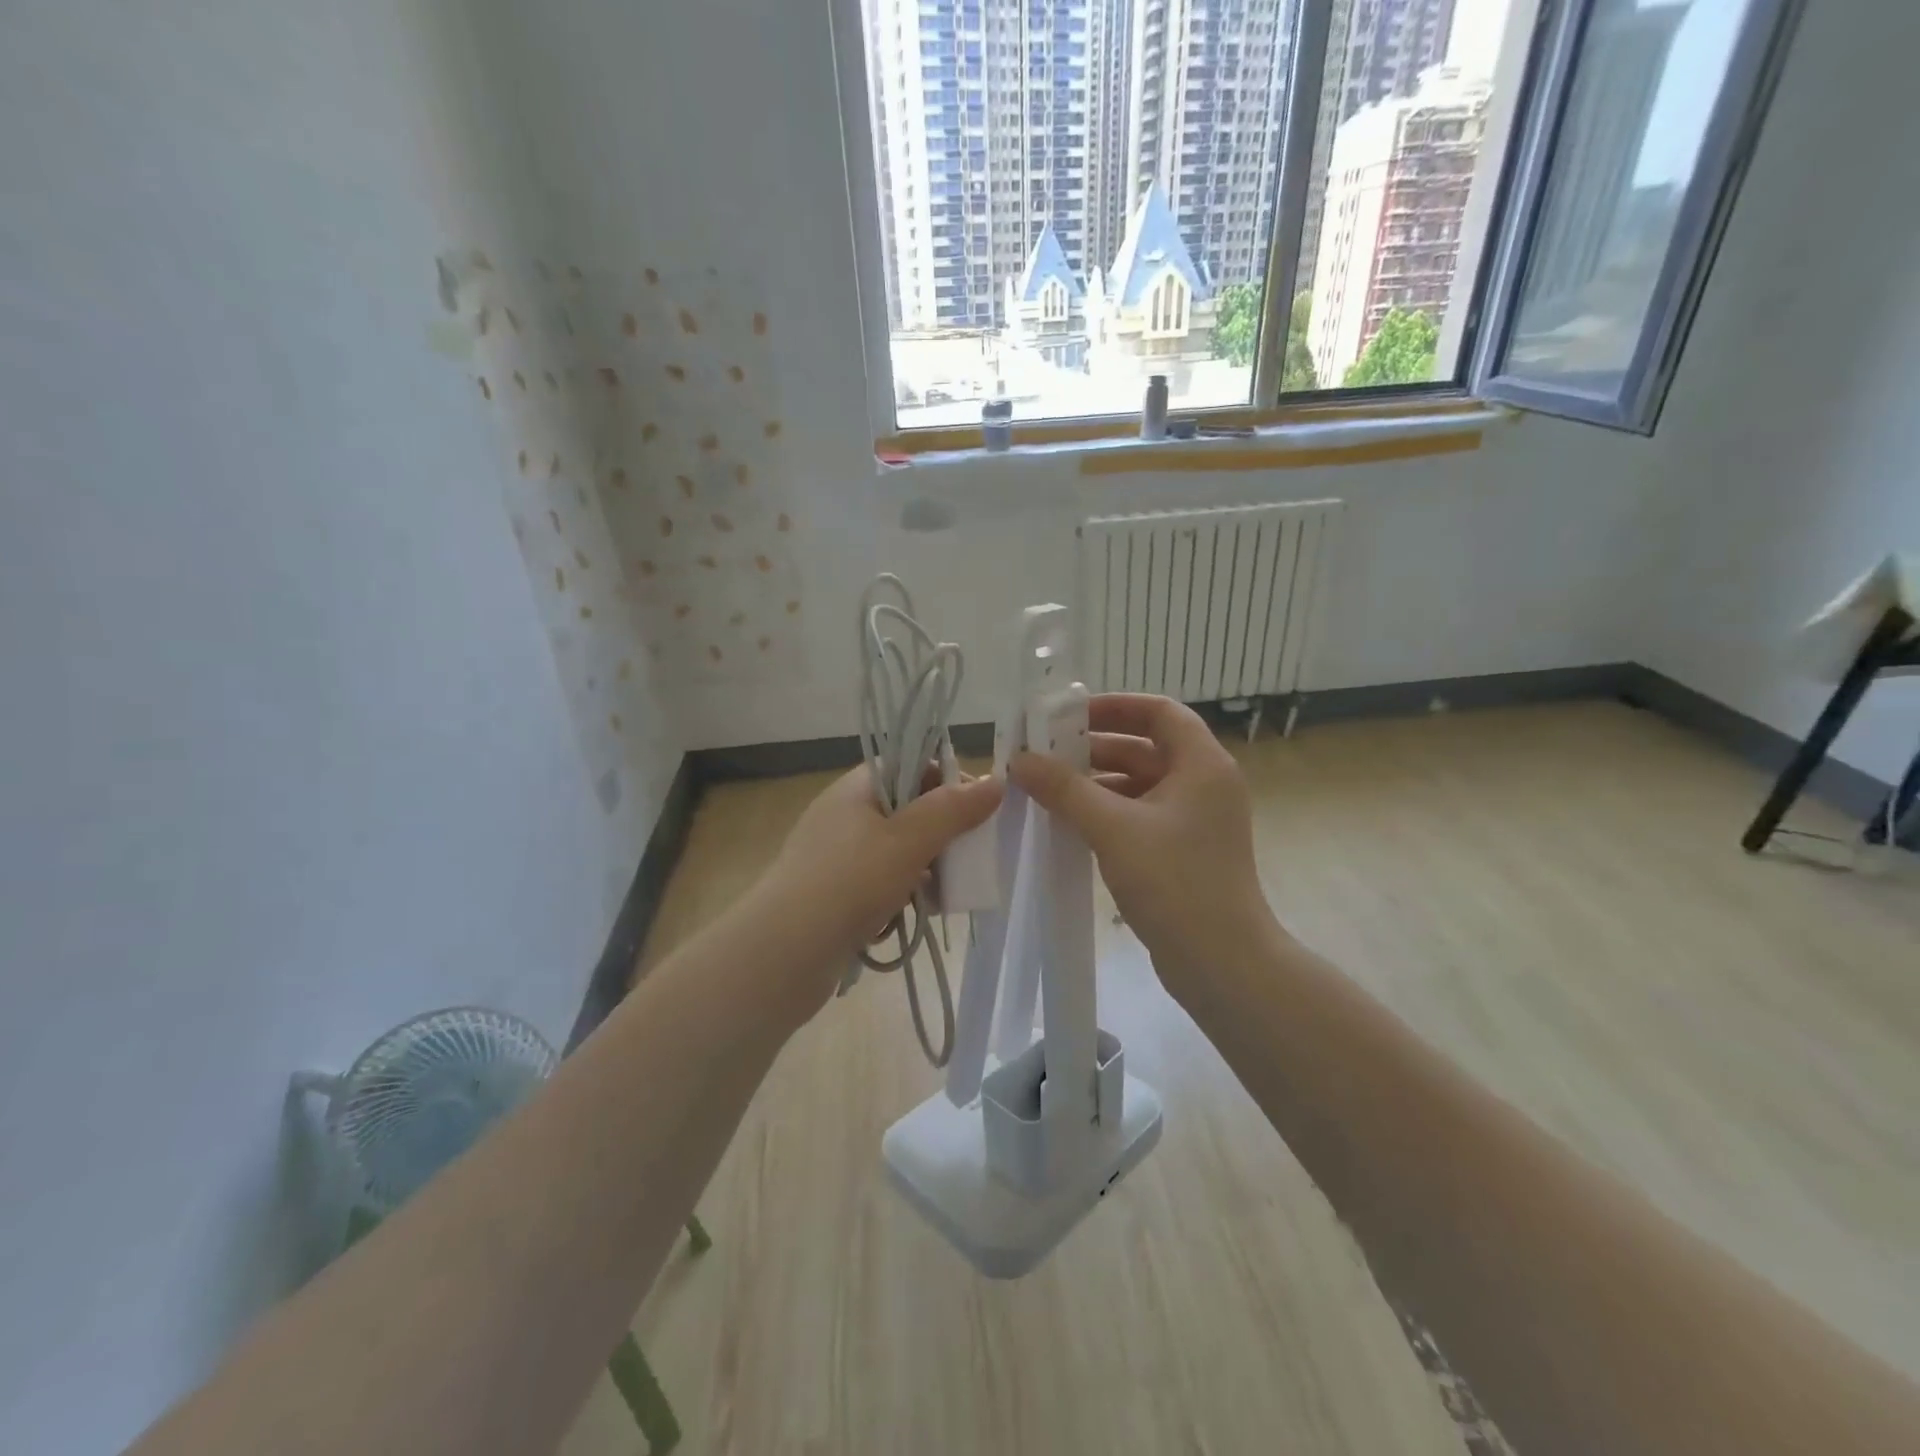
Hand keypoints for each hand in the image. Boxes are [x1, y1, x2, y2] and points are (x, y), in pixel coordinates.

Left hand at [762, 764, 1002, 995]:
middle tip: (966, 857)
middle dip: (940, 833)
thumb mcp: (908, 841)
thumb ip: (953, 810)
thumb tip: (995, 781)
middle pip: (907, 809)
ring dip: (925, 868)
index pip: (910, 765)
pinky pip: (880, 883)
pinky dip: (901, 894)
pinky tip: (913, 915)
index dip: (946, 781)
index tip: (976, 811)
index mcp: (856, 789)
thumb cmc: (849, 884)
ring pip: (897, 850)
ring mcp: (837, 856)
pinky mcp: (835, 894)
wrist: (782, 956)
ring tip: (943, 893)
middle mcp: (844, 815)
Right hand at [1010, 693, 1275, 989]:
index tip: (1069, 716)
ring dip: (1097, 782)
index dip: (1115, 706)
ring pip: (1140, 784)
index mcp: (1202, 765)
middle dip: (1095, 747)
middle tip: (1046, 754)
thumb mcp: (1113, 828)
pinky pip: (1140, 815)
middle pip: (1146, 747)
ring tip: (1048, 789)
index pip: (1159, 712)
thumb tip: (1020, 760)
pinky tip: (1070, 823)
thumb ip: (1065, 789)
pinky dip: (1108, 812)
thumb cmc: (1174, 883)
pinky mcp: (1183, 851)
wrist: (1222, 964)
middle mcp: (1204, 784)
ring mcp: (1195, 820)